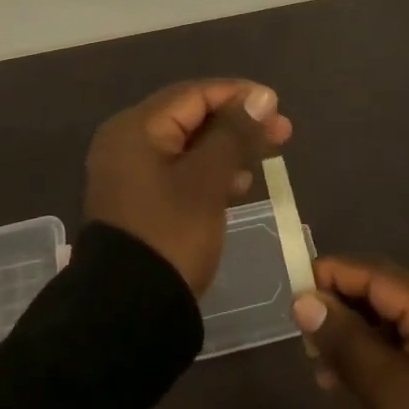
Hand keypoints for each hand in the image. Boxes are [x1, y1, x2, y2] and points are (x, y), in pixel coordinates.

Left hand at [84, 78, 292, 295]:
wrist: (128, 314)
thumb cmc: (171, 235)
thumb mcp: (207, 181)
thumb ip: (235, 133)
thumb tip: (262, 96)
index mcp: (136, 127)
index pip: (194, 94)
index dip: (238, 96)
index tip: (277, 106)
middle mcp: (127, 140)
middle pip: (190, 116)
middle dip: (236, 122)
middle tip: (282, 132)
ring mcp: (129, 171)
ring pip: (186, 145)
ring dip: (226, 147)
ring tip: (264, 157)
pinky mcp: (137, 199)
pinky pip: (177, 170)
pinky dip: (207, 171)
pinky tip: (238, 184)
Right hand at [292, 256, 408, 408]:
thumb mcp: (390, 393)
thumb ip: (346, 341)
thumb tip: (303, 301)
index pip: (380, 275)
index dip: (336, 274)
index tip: (295, 284)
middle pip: (384, 295)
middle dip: (341, 307)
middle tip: (303, 328)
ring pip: (388, 325)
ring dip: (351, 336)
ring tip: (317, 360)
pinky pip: (398, 351)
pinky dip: (368, 358)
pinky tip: (340, 379)